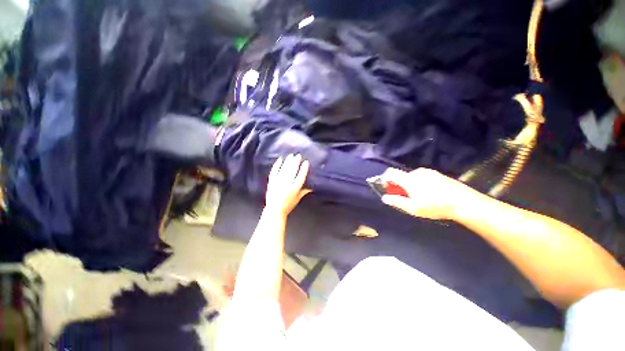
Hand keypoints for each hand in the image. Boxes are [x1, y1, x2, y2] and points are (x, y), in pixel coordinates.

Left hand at [265, 154, 311, 217]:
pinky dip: (277, 165)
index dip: (304, 169)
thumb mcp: (298, 198)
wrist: (274, 210)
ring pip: (284, 169)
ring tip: (291, 155)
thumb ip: (304, 191)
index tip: (306, 162)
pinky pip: (274, 171)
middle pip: (292, 170)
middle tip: (298, 155)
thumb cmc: (288, 205)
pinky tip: (280, 159)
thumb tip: (312, 186)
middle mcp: (287, 184)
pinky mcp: (272, 182)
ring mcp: (278, 182)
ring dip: (288, 161)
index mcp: (295, 188)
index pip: (300, 176)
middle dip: (296, 162)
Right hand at [380, 168, 476, 219]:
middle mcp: (416, 172)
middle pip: (401, 176)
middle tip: (403, 197)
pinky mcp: (437, 174)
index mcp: (408, 179)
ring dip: (408, 185)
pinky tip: (428, 194)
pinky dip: (418, 183)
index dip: (384, 178)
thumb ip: (396, 201)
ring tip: (417, 197)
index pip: (390, 172)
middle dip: (398, 185)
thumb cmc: (434, 206)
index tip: (386, 188)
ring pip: (411, 177)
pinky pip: (421, 177)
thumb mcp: (412, 208)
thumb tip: (384, 198)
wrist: (463, 202)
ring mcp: (428, 172)